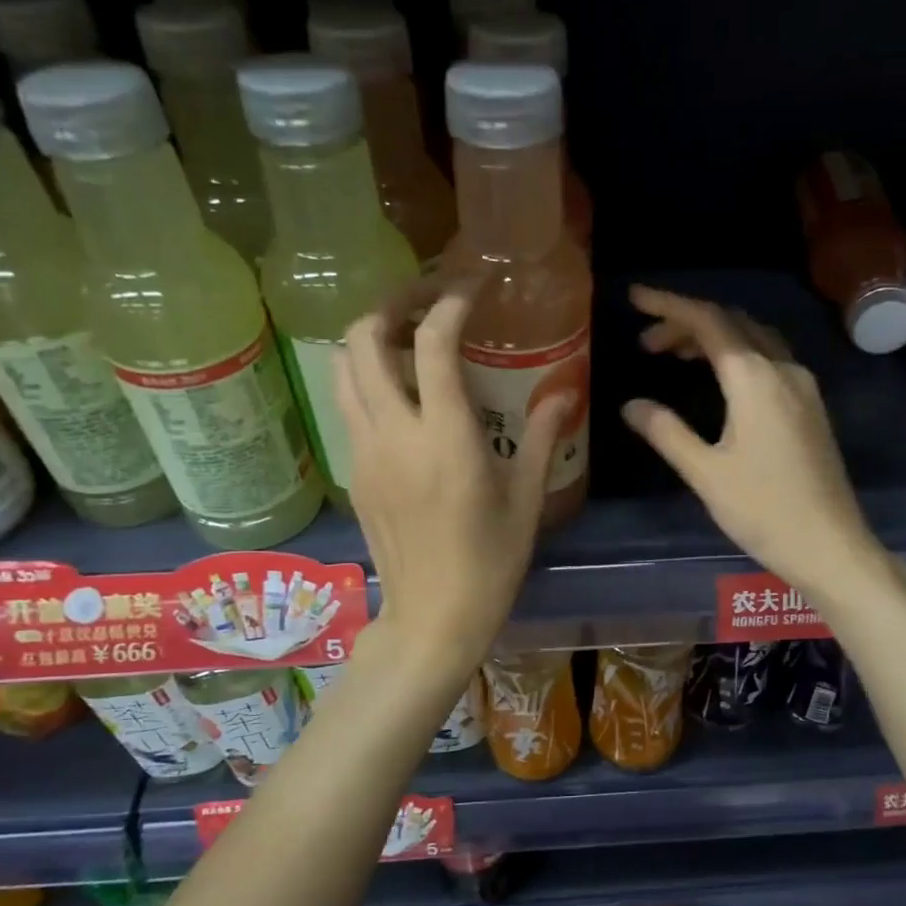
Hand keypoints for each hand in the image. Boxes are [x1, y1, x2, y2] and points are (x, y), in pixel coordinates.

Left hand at [337, 277, 568, 664]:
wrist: (432, 616)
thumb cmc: (490, 561)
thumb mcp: (526, 498)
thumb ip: (541, 436)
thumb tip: (561, 394)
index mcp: (445, 438)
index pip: (433, 342)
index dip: (450, 302)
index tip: (473, 289)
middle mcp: (394, 434)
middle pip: (363, 339)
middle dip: (392, 305)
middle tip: (427, 302)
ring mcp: (365, 452)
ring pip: (343, 369)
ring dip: (370, 339)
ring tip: (408, 340)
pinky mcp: (354, 472)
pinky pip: (348, 405)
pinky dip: (367, 379)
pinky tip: (402, 394)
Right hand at [621, 286, 886, 602]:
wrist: (830, 545)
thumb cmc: (763, 510)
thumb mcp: (705, 472)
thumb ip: (666, 432)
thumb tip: (632, 404)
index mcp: (754, 378)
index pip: (708, 322)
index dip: (669, 305)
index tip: (635, 298)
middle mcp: (783, 370)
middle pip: (732, 324)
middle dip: (687, 323)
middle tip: (646, 342)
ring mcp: (803, 387)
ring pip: (754, 340)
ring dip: (714, 338)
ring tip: (673, 356)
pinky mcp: (811, 407)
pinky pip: (770, 360)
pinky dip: (737, 356)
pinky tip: (718, 380)